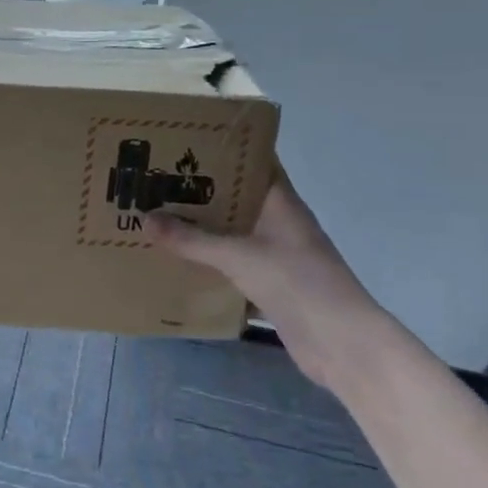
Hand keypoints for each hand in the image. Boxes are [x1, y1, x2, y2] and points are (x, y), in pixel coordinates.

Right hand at [146, 169, 386, 391]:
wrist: (342, 345)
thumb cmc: (297, 283)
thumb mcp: (238, 257)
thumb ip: (192, 240)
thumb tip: (145, 218)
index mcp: (280, 203)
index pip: (253, 162)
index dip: (223, 149)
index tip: (184, 142)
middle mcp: (279, 224)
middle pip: (236, 199)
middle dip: (200, 191)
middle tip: (156, 180)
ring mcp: (276, 256)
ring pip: (232, 234)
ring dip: (201, 229)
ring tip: (158, 217)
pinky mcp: (270, 286)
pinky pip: (232, 266)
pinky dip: (208, 263)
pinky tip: (177, 262)